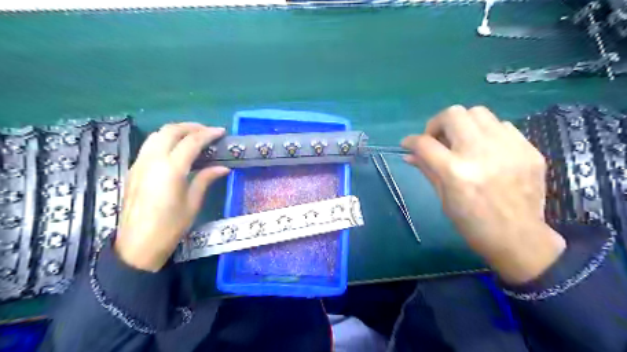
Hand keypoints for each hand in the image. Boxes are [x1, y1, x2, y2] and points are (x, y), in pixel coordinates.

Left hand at [115, 122, 229, 271]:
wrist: (137, 246)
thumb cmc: (170, 227)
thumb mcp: (193, 203)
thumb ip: (206, 179)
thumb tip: (223, 168)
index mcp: (171, 169)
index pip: (191, 141)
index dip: (208, 134)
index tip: (221, 132)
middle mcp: (152, 160)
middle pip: (170, 131)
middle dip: (191, 126)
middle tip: (207, 131)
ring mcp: (140, 164)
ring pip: (157, 135)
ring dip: (176, 131)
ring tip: (193, 136)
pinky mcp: (134, 170)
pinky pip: (150, 145)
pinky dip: (165, 140)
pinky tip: (176, 149)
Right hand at [402, 106, 568, 284]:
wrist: (519, 238)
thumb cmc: (472, 224)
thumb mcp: (443, 198)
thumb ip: (427, 169)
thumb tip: (409, 154)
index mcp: (455, 172)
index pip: (424, 143)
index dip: (411, 141)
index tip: (408, 144)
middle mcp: (480, 153)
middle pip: (452, 114)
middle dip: (437, 124)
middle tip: (437, 139)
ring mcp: (508, 148)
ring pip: (478, 112)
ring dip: (462, 124)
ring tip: (462, 141)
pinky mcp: (528, 149)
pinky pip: (502, 125)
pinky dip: (487, 133)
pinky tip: (486, 150)